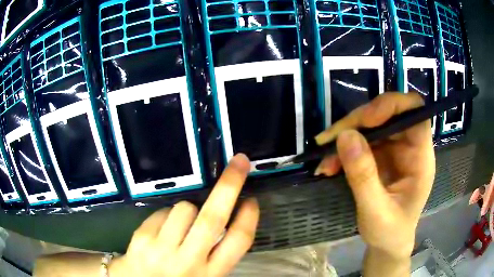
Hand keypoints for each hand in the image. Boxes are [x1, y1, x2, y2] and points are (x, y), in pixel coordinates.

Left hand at [110, 154, 259, 276]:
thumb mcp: (205, 275)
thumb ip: (216, 253)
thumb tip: (228, 218)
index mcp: (212, 273)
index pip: (238, 242)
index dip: (248, 218)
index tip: (251, 200)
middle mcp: (189, 262)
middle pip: (213, 218)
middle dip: (229, 186)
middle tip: (239, 163)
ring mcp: (163, 249)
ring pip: (185, 208)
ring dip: (189, 209)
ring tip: (182, 225)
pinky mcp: (142, 238)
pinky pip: (163, 212)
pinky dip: (168, 215)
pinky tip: (162, 231)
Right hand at [315, 93, 434, 259]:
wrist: (387, 245)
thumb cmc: (389, 232)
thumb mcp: (376, 212)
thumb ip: (363, 177)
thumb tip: (345, 137)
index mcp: (420, 158)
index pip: (415, 111)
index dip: (392, 105)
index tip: (366, 120)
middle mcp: (409, 147)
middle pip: (387, 113)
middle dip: (358, 122)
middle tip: (330, 139)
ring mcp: (394, 150)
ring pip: (370, 126)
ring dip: (345, 137)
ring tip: (324, 160)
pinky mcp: (380, 156)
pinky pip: (360, 141)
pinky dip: (342, 150)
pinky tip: (328, 166)